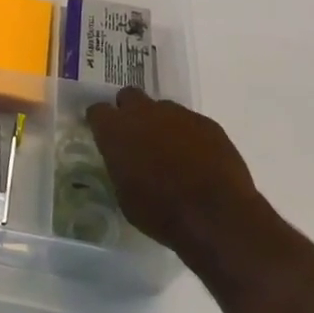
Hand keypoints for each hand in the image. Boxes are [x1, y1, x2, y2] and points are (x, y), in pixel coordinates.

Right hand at [84, 87, 260, 250]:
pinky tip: (198, 160)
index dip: (101, 122)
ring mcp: (178, 114)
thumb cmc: (161, 212)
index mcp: (115, 130)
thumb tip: (126, 163)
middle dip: (130, 112)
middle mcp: (143, 112)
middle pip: (129, 97)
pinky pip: (191, 122)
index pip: (97, 111)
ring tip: (172, 153)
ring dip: (162, 125)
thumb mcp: (125, 196)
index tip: (105, 135)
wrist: (216, 215)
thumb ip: (121, 167)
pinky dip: (190, 136)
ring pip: (162, 109)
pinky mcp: (207, 123)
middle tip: (137, 137)